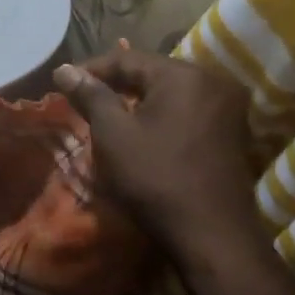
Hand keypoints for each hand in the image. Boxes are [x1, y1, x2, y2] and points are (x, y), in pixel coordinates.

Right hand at [54, 49, 260, 266]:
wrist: (211, 236)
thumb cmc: (155, 178)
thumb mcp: (113, 134)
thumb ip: (90, 95)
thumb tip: (64, 69)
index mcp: (183, 75)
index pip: (127, 58)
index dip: (90, 69)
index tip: (62, 84)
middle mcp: (213, 82)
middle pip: (151, 72)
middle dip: (115, 84)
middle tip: (82, 99)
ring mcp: (228, 108)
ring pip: (170, 92)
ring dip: (137, 100)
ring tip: (106, 115)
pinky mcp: (232, 133)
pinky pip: (187, 110)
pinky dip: (160, 114)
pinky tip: (140, 131)